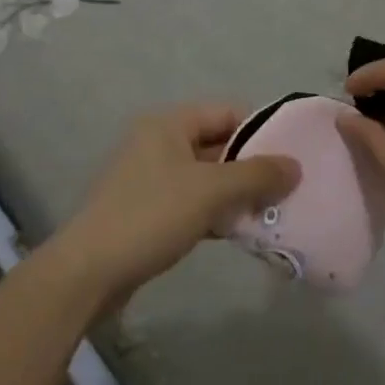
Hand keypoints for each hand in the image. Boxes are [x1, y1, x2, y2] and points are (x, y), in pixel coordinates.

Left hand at [52, 104, 299, 300]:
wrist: (89, 272)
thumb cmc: (151, 216)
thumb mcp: (211, 191)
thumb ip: (256, 175)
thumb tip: (296, 166)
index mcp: (168, 123)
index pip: (227, 112)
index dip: (262, 130)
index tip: (292, 155)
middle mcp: (158, 142)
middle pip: (218, 145)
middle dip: (252, 167)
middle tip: (289, 188)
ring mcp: (150, 178)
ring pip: (207, 177)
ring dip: (237, 194)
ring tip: (273, 213)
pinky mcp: (147, 211)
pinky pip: (192, 202)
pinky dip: (216, 213)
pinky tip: (241, 233)